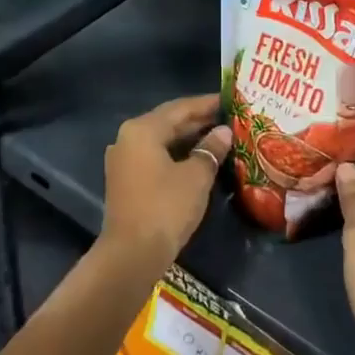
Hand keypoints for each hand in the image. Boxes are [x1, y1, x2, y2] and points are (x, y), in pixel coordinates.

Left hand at [101, 95, 231, 272]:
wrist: (131, 254)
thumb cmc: (165, 207)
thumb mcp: (196, 176)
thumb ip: (210, 149)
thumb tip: (223, 132)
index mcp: (142, 129)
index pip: (180, 107)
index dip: (207, 103)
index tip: (230, 100)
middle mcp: (128, 138)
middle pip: (168, 122)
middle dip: (198, 120)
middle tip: (228, 118)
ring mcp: (124, 160)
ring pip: (161, 140)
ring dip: (188, 138)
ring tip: (219, 136)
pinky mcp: (126, 180)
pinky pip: (155, 157)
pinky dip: (176, 154)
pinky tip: (198, 159)